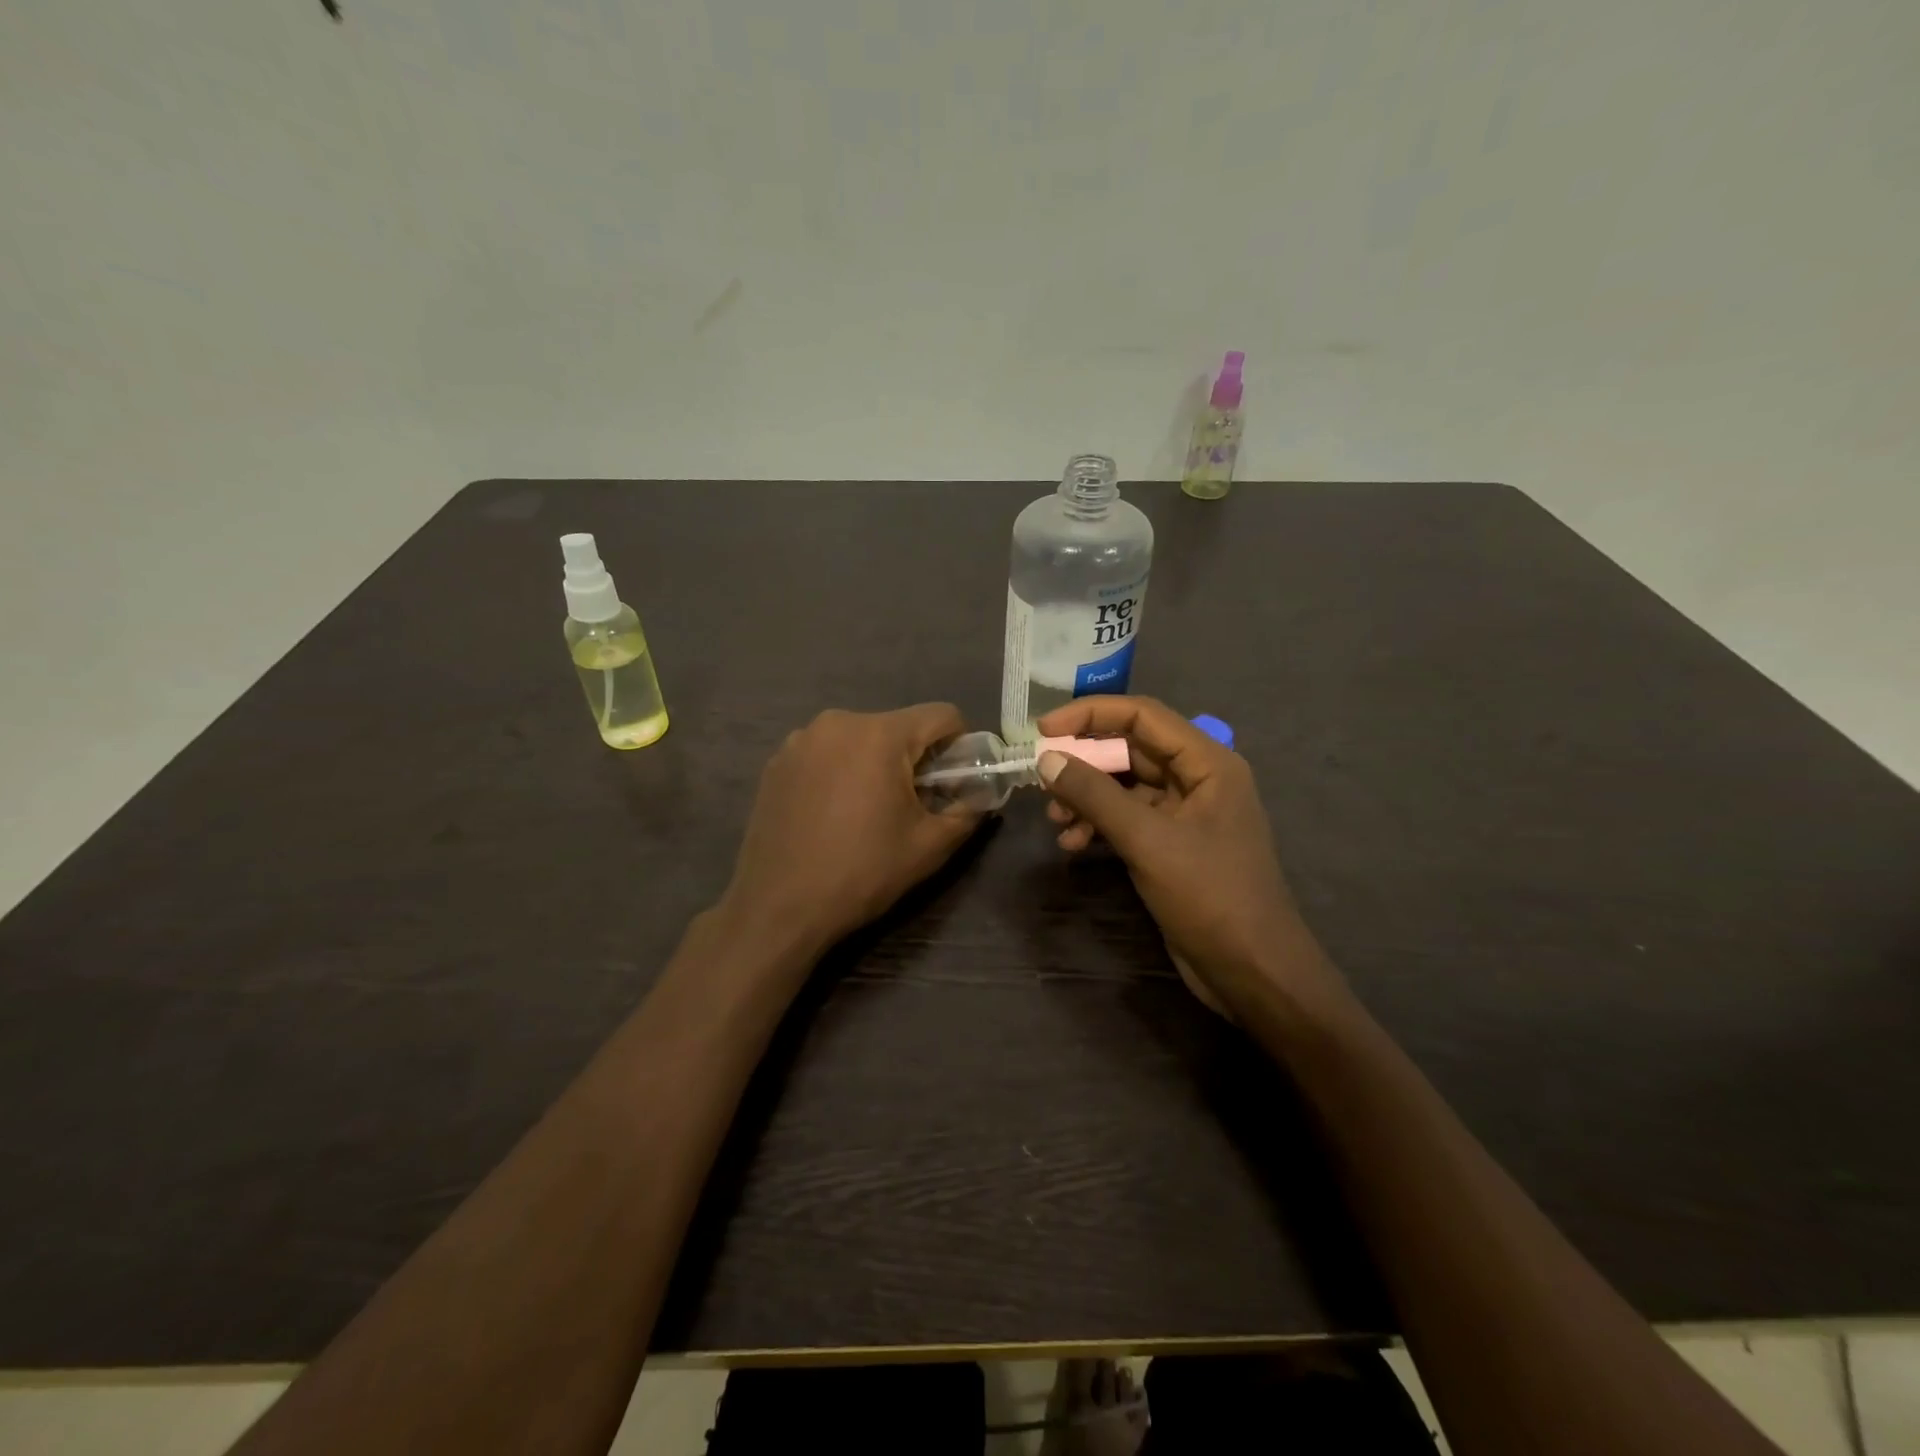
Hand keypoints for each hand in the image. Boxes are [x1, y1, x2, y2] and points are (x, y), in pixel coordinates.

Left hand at [720, 704, 982, 953]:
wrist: (778, 907)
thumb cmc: (862, 872)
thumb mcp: (930, 846)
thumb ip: (968, 810)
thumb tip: (982, 793)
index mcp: (880, 735)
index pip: (942, 715)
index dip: (960, 746)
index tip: (955, 782)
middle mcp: (838, 722)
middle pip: (899, 726)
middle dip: (915, 759)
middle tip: (912, 806)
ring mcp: (800, 740)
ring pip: (860, 739)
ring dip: (875, 764)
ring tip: (866, 813)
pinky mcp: (776, 762)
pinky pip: (826, 753)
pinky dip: (840, 772)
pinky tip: (831, 814)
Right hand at [1035, 696, 1337, 1017]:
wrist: (1252, 971)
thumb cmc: (1210, 896)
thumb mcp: (1148, 840)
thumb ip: (1095, 796)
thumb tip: (1047, 760)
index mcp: (1207, 762)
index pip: (1142, 716)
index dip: (1090, 714)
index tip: (1044, 731)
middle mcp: (1198, 779)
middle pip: (1130, 750)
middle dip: (1084, 764)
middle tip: (1042, 780)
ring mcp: (1185, 813)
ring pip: (1124, 787)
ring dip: (1086, 798)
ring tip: (1055, 822)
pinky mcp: (1172, 845)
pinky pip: (1128, 819)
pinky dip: (1098, 825)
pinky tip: (1073, 844)